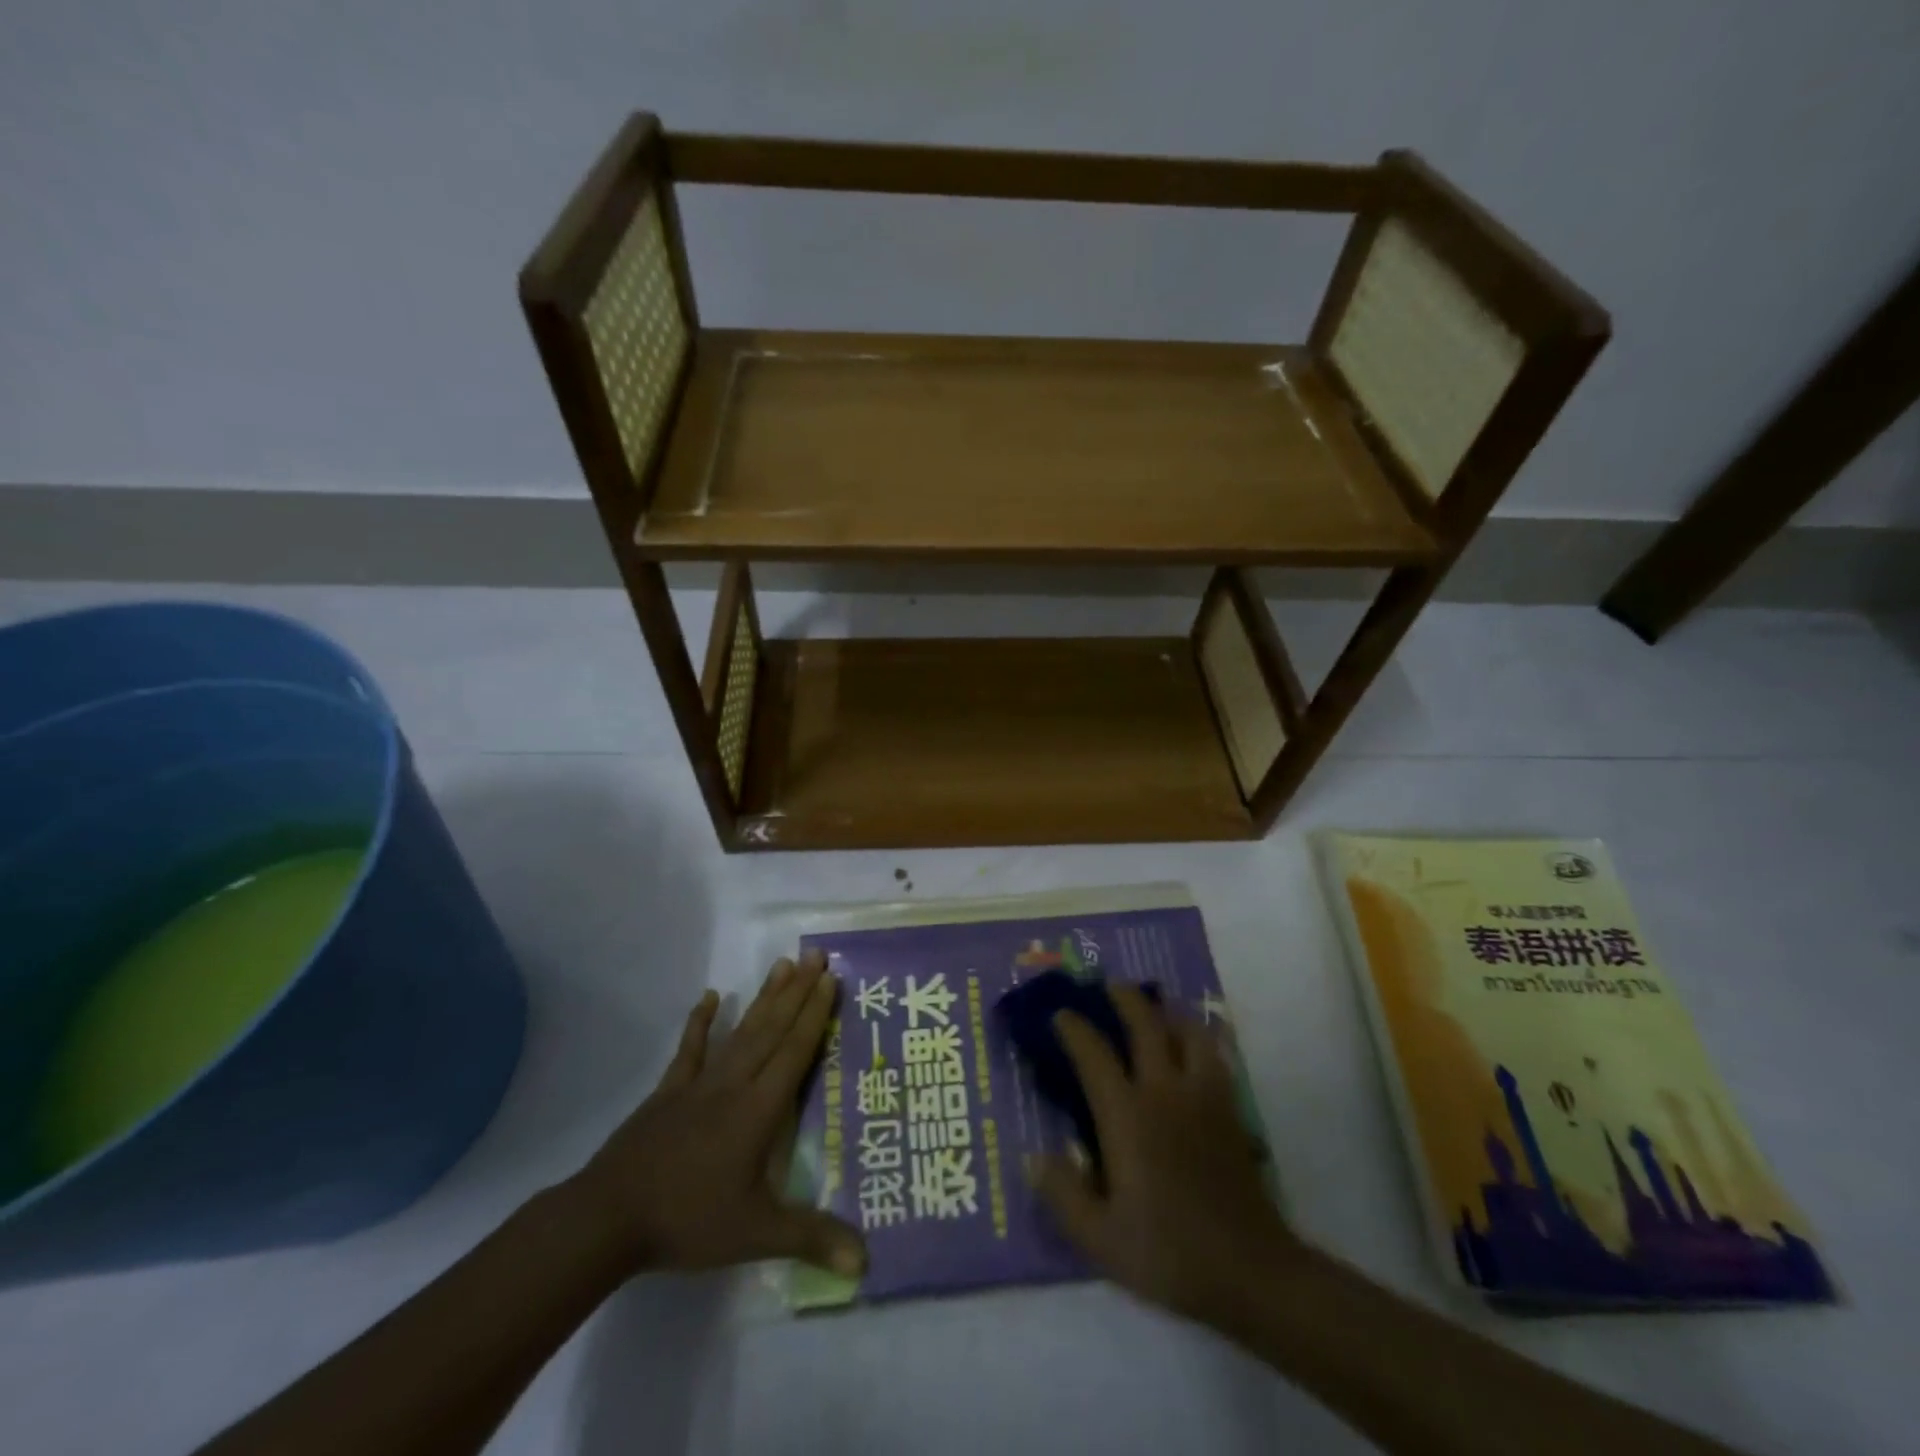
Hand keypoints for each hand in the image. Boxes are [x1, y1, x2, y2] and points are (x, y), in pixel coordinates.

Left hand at [571, 949, 866, 1279]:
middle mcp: (734, 1084)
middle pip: (772, 1030)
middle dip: (798, 991)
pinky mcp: (668, 1091)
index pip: (795, 1051)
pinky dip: (701, 1022)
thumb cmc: (688, 1220)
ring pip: (740, 1031)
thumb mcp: (756, 1234)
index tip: (830, 978)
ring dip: (764, 997)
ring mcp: (698, 1084)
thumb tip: (866, 1262)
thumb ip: (811, 1239)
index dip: (815, 1013)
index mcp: (759, 1110)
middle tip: (816, 954)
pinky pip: (690, 1049)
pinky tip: (711, 996)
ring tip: (783, 964)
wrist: (608, 1217)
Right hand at [1032, 987, 1296, 1332]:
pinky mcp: (1230, 1110)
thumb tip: (1034, 1156)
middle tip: (1110, 986)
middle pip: (1146, 1024)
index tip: (1061, 1014)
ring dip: (1168, 1013)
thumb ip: (1063, 1194)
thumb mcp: (1100, 1238)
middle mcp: (1164, 1091)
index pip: (1094, 1054)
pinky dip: (1199, 1039)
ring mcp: (1203, 1096)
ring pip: (1188, 1031)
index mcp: (1127, 1115)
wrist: (1251, 1271)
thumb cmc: (1169, 1252)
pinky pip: (1214, 1056)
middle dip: (1125, 998)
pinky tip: (1193, 1049)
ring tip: (1156, 1011)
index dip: (1074, 1027)